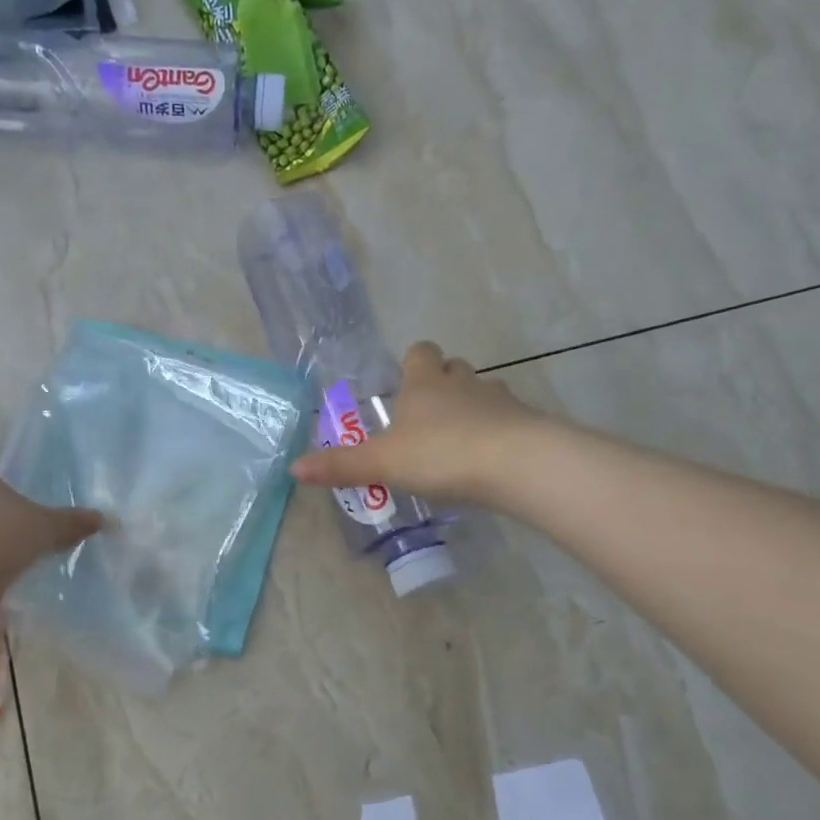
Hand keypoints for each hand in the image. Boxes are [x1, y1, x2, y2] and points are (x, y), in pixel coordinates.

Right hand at [291, 342, 544, 505]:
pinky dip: (496, 433)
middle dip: (441, 385)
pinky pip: (506, 421)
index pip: (419, 352)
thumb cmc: (440, 454)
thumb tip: (293, 467)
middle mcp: (462, 382)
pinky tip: (487, 461)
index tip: (404, 384)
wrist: (515, 464)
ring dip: (470, 409)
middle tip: (426, 418)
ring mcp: (499, 400)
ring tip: (457, 442)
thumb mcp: (383, 463)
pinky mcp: (525, 423)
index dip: (412, 363)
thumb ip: (341, 465)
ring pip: (482, 392)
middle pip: (453, 369)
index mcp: (424, 383)